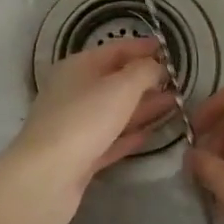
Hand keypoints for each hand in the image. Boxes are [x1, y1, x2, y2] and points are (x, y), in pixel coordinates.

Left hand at [0, 38, 172, 223]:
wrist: (46, 177)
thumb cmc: (84, 120)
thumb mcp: (121, 87)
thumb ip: (144, 72)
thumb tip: (156, 66)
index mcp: (78, 67)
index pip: (115, 50)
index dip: (141, 47)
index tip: (167, 48)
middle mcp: (74, 92)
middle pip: (115, 81)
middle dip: (145, 80)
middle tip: (177, 81)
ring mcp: (76, 126)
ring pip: (115, 111)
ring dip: (143, 107)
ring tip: (175, 104)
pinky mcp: (80, 156)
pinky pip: (111, 139)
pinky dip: (130, 135)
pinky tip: (151, 134)